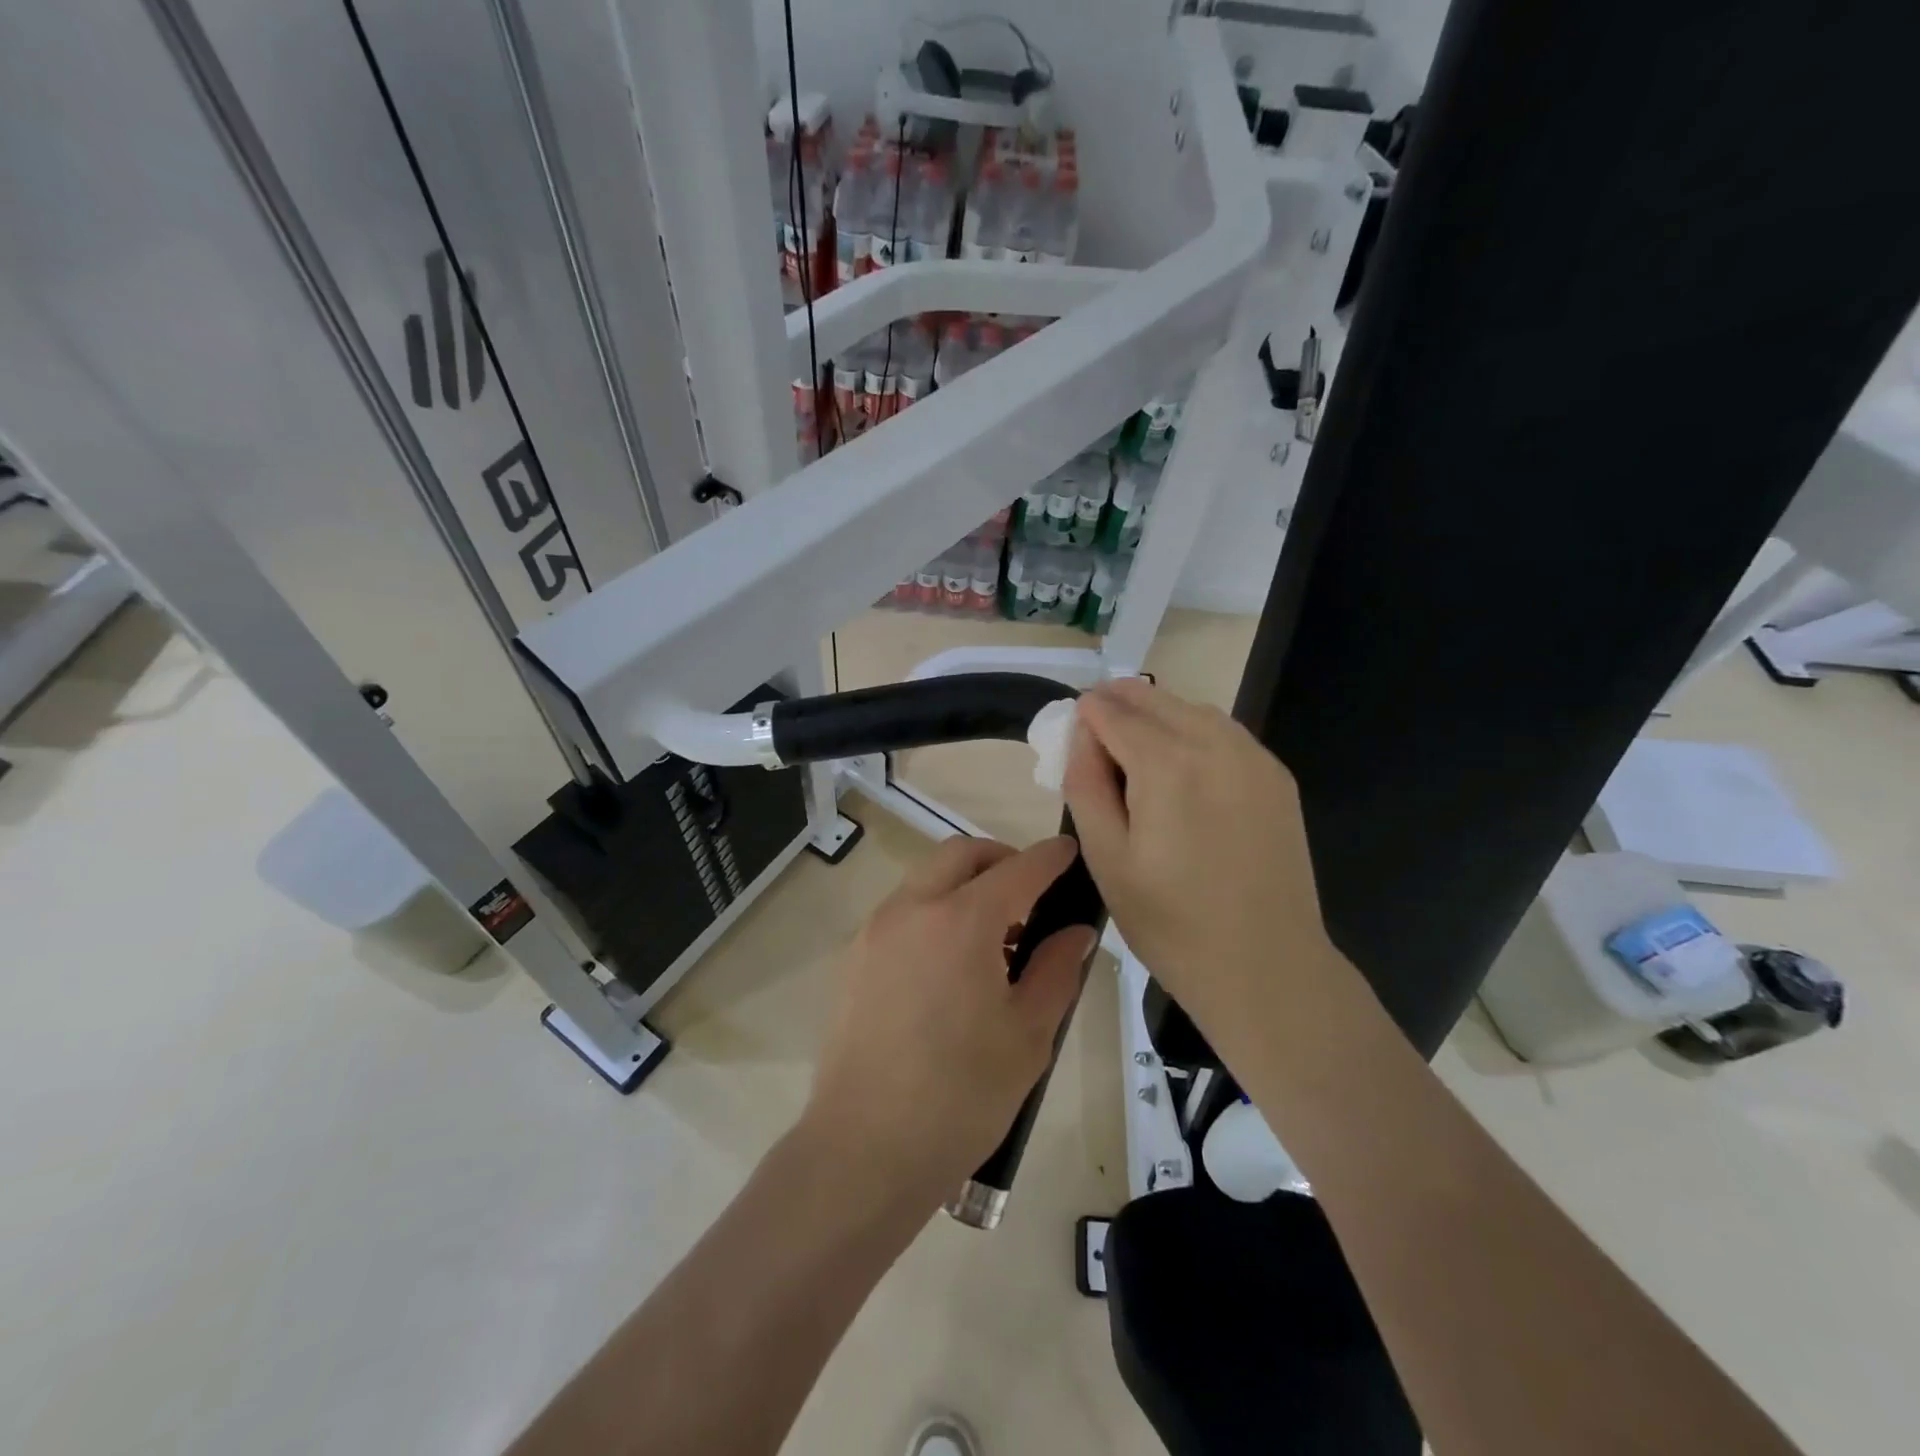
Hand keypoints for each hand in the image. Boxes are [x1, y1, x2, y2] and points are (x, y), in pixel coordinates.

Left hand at [805, 836, 1095, 1206]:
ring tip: (994, 937)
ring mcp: (876, 930)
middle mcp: (912, 908)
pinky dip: (935, 910)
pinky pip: (903, 910)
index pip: (1017, 868)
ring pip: (927, 878)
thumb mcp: (1028, 1036)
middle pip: (961, 855)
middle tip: (1031, 896)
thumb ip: (1056, 970)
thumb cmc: (960, 1096)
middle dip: (1001, 860)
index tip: (1069, 851)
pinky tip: (952, 963)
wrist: (863, 1150)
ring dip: (964, 885)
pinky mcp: (854, 957)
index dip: (1049, 857)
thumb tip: (1075, 931)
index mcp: (961, 921)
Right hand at [1063, 678, 1339, 1050]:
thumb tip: (1082, 733)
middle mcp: (1215, 744)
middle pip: (1154, 698)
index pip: (1113, 710)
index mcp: (1167, 765)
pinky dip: (1194, 730)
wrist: (1266, 967)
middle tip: (1095, 728)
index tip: (1071, 729)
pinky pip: (1225, 732)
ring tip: (1133, 743)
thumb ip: (1085, 783)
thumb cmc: (1171, 922)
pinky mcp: (1277, 777)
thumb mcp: (1105, 857)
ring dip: (1157, 713)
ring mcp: (1254, 757)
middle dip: (1118, 702)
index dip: (1086, 713)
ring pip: (1192, 709)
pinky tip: (1181, 764)